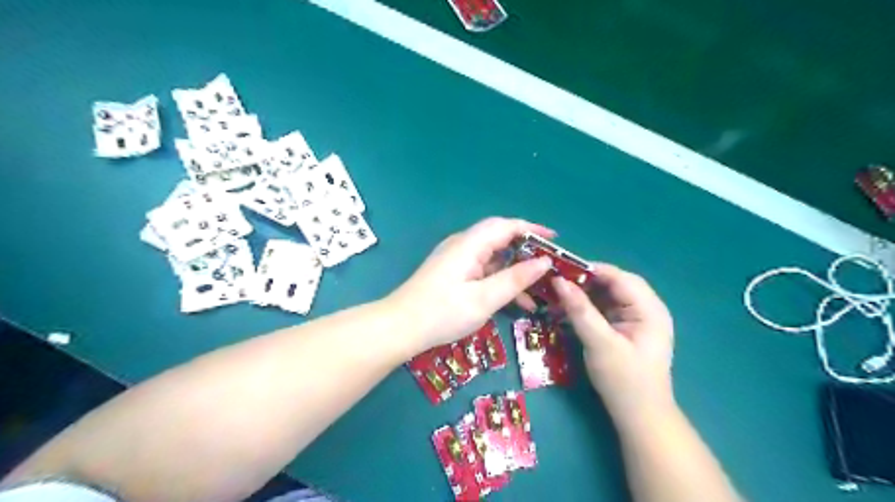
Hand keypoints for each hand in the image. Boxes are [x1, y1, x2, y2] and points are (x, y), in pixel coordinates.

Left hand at [390, 218, 552, 353]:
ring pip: (493, 258)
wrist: (400, 327)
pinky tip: (515, 301)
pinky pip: (483, 270)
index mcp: (470, 244)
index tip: (555, 239)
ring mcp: (457, 259)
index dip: (532, 229)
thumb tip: (544, 262)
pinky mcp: (453, 273)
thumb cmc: (442, 312)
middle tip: (550, 266)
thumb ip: (515, 279)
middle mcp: (463, 245)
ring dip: (515, 271)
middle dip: (526, 251)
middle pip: (500, 239)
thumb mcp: (484, 298)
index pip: (506, 226)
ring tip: (539, 290)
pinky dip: (500, 281)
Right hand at [557, 266, 674, 426]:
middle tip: (555, 283)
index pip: (619, 277)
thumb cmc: (624, 381)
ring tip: (556, 296)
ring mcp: (636, 319)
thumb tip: (559, 281)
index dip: (590, 269)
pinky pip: (604, 309)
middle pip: (613, 284)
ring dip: (583, 294)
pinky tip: (567, 310)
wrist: (639, 417)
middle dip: (584, 281)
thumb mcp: (600, 343)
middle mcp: (646, 308)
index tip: (559, 269)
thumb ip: (580, 311)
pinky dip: (586, 308)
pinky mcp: (626, 328)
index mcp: (649, 309)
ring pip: (607, 295)